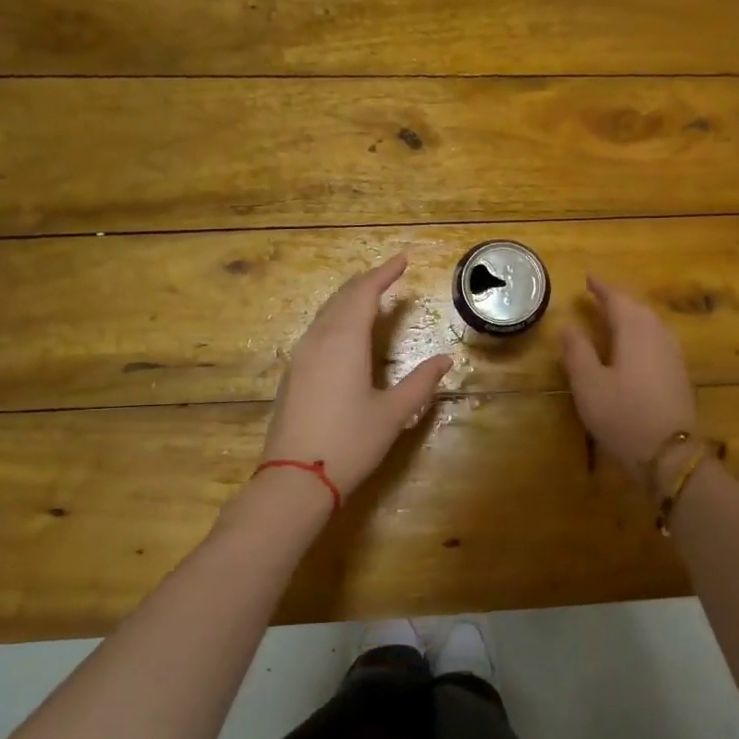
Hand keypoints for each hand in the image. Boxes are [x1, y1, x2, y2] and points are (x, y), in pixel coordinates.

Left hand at [259, 254, 453, 498]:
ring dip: (348, 299)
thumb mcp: (393, 413)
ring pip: (325, 313)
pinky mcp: (293, 374)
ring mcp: (301, 356)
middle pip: (341, 297)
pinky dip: (336, 318)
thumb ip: (420, 383)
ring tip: (370, 296)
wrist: (295, 479)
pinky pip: (316, 331)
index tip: (403, 259)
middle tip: (389, 274)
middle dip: (366, 281)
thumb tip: (445, 359)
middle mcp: (319, 340)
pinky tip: (345, 331)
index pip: (364, 293)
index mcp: (344, 341)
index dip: (384, 273)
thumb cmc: (350, 442)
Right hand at [560, 275, 698, 478]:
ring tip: (615, 315)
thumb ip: (577, 351)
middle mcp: (658, 334)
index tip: (588, 277)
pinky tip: (636, 344)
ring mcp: (673, 353)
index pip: (617, 299)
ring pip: (651, 322)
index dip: (601, 287)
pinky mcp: (679, 372)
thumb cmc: (623, 414)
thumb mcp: (589, 384)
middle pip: (638, 307)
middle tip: (599, 294)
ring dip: (632, 314)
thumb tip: (568, 325)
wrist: (670, 453)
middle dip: (618, 298)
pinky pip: (658, 338)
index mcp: (634, 330)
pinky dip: (642, 331)